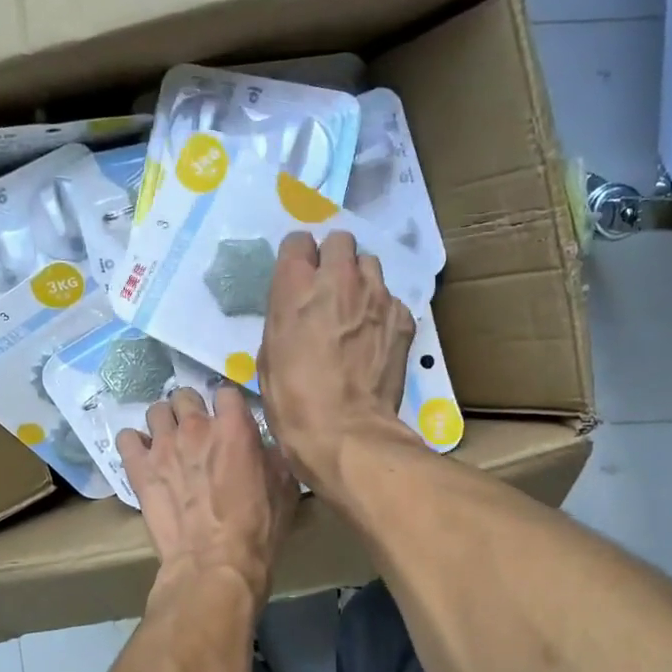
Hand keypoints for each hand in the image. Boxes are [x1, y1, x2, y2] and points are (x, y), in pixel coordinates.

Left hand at [117, 386, 296, 600]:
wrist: (214, 564)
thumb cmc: (257, 529)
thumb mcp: (285, 488)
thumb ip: (272, 455)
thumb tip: (263, 446)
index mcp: (234, 427)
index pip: (226, 391)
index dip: (228, 406)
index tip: (231, 421)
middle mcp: (196, 426)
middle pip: (186, 395)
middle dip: (192, 410)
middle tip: (198, 433)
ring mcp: (163, 445)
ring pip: (156, 411)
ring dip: (164, 423)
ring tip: (169, 443)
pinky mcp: (138, 468)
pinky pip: (126, 438)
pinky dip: (134, 444)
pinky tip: (143, 457)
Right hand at [258, 230, 416, 491]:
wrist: (345, 431)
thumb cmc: (292, 400)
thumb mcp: (269, 355)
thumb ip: (284, 318)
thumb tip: (296, 313)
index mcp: (295, 286)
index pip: (298, 241)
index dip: (298, 258)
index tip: (299, 275)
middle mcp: (338, 279)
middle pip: (340, 241)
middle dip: (334, 259)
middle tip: (329, 288)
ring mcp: (376, 296)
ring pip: (370, 265)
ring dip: (360, 280)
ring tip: (355, 309)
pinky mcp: (402, 318)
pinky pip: (391, 300)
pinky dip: (382, 311)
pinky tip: (374, 337)